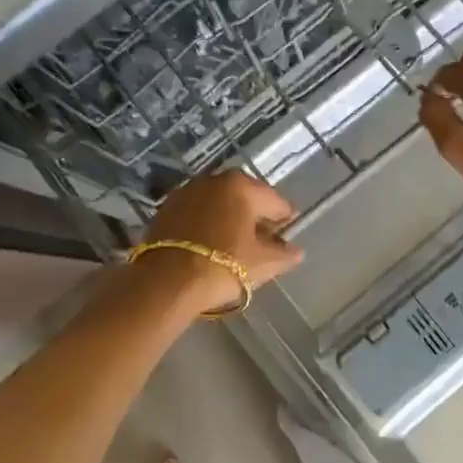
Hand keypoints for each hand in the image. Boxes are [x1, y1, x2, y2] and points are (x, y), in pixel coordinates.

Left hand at [139, 170, 304, 311]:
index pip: (275, 202)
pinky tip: (209, 244)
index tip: (286, 237)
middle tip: (261, 242)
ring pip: (219, 202)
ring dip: (229, 217)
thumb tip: (297, 251)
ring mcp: (187, 191)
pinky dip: (207, 223)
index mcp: (243, 186)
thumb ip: (284, 255)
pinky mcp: (166, 208)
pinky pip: (197, 212)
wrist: (166, 282)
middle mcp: (215, 180)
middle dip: (255, 216)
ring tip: (234, 244)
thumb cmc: (222, 267)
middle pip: (246, 197)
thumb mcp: (262, 264)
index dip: (284, 220)